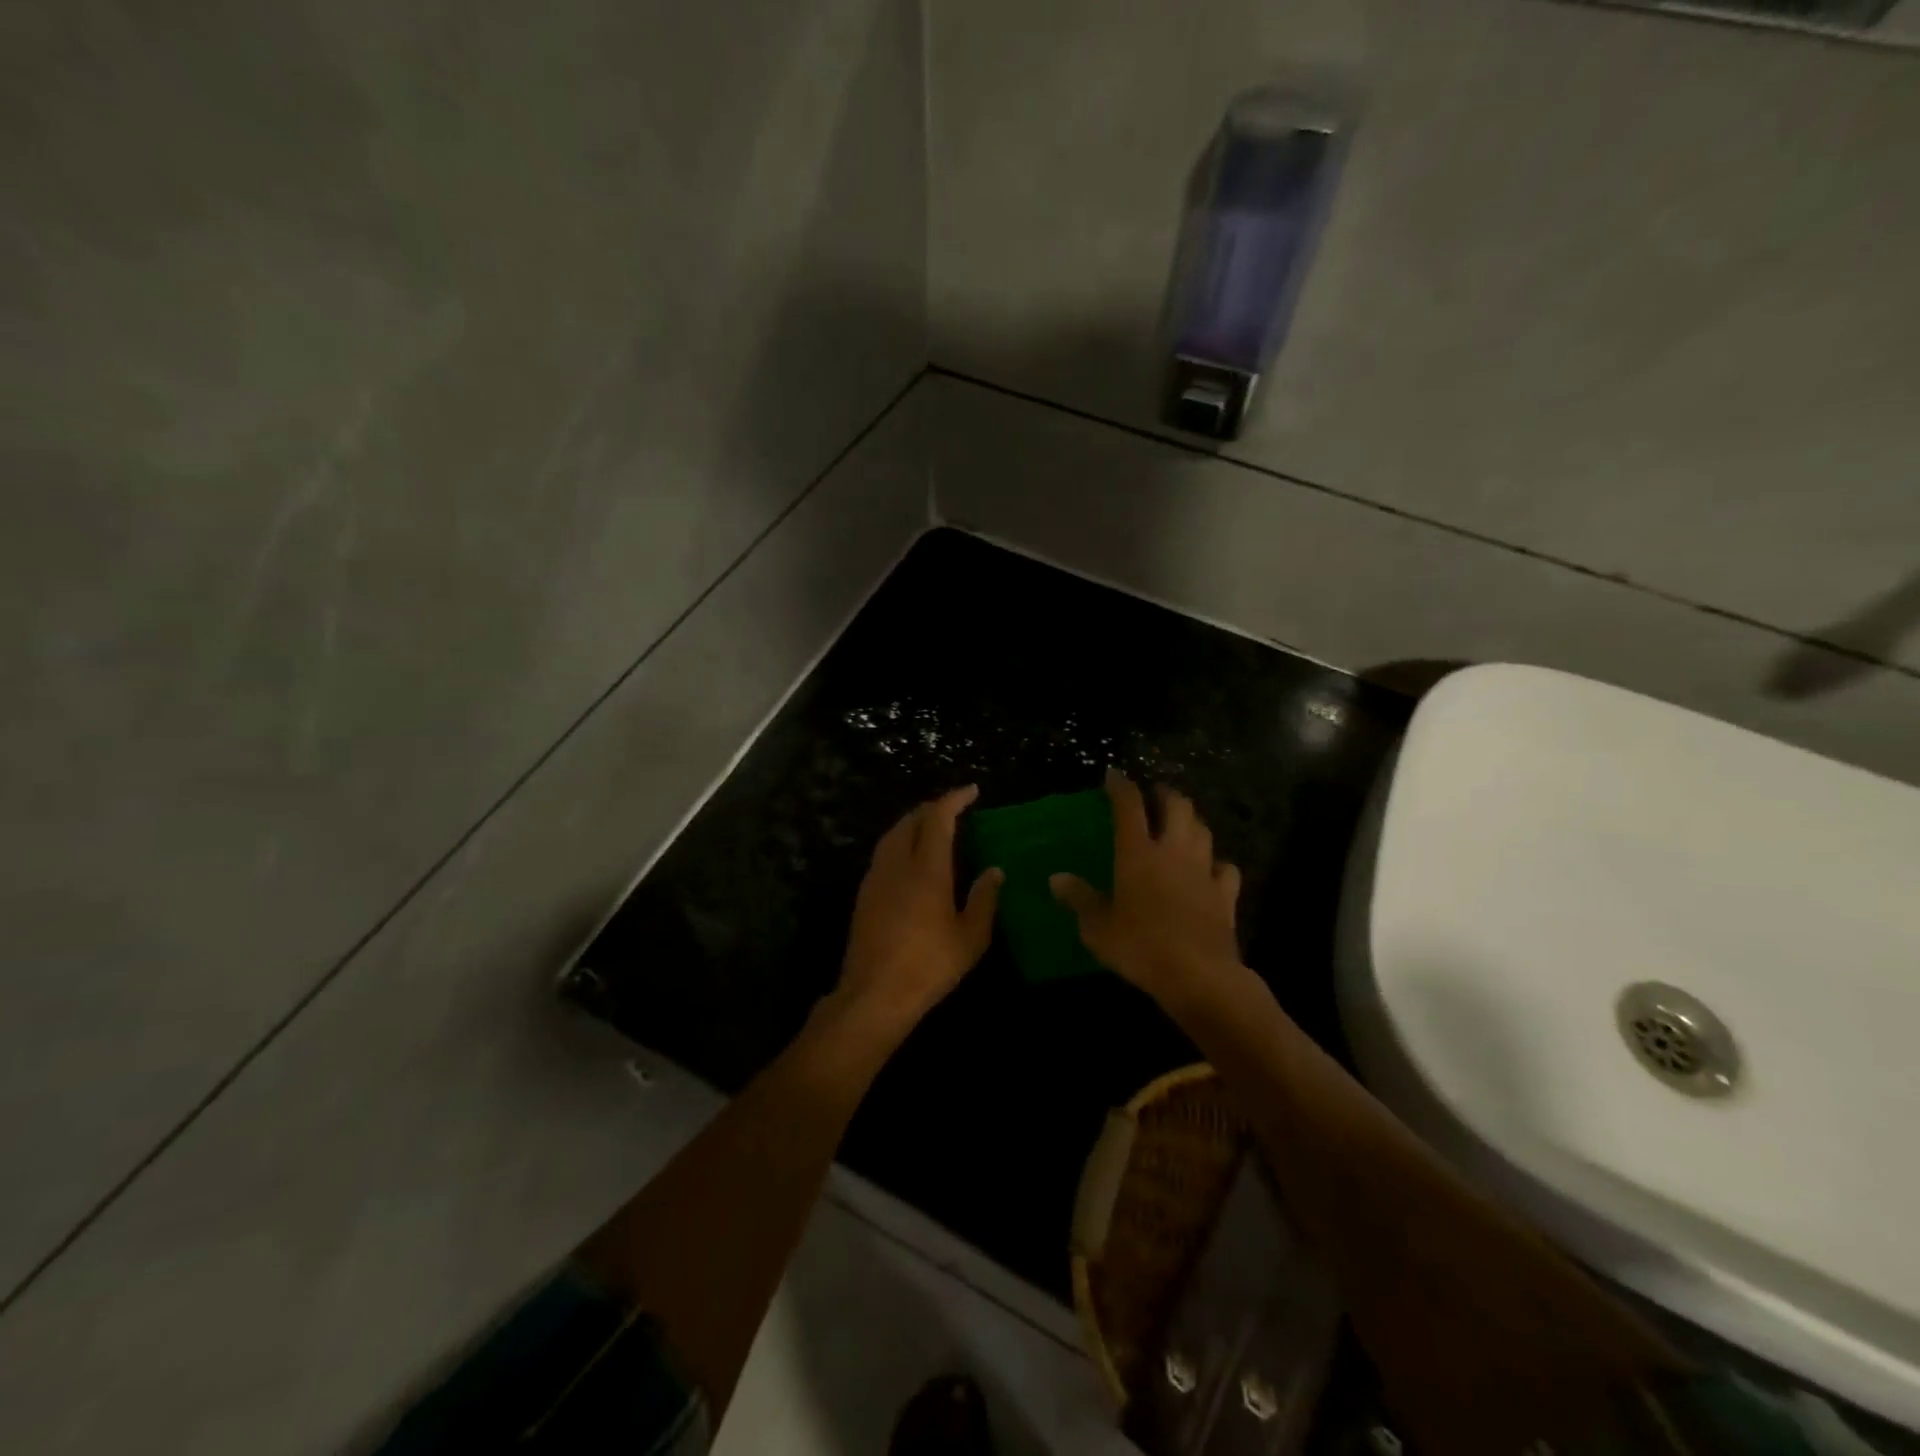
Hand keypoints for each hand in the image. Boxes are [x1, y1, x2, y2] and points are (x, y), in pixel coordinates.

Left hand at [836, 786, 1002, 1035]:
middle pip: (911, 820)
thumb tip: (994, 871)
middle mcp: (897, 864)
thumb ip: (984, 899)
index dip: (954, 799)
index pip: (938, 819)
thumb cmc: (929, 965)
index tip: (971, 791)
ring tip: (932, 827)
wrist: (874, 994)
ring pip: (892, 835)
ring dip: (912, 823)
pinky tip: (910, 859)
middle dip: (932, 808)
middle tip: (953, 809)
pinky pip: (883, 853)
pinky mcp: (864, 895)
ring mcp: (876, 878)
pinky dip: (900, 842)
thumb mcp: (970, 938)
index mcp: (927, 869)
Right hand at [1051, 768, 1244, 1007]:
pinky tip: (1210, 867)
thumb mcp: (1098, 927)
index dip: (1121, 785)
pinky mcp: (1225, 893)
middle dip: (1165, 794)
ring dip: (1191, 820)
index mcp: (1137, 853)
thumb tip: (1056, 878)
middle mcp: (1173, 851)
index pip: (1129, 806)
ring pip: (1203, 829)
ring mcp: (1203, 870)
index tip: (1113, 774)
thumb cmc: (1140, 947)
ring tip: (1180, 823)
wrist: (1198, 975)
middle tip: (1154, 795)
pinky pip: (1225, 867)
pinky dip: (1216, 861)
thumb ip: (1079, 899)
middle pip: (1177, 806)